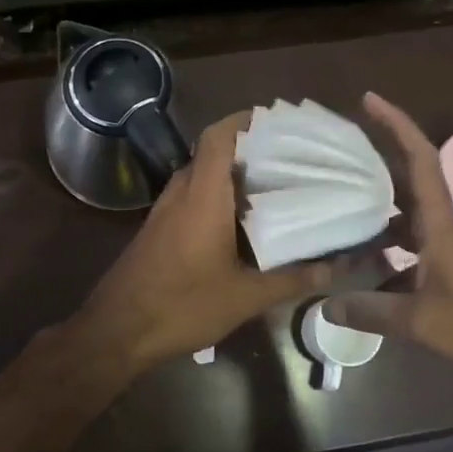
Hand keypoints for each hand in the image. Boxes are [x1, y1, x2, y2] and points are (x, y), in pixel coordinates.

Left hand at [73, 111, 332, 371]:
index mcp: (202, 195)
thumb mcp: (245, 297)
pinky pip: (192, 196)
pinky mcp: (159, 228)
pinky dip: (218, 196)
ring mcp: (165, 210)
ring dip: (233, 174)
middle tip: (290, 157)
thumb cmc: (182, 305)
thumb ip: (292, 279)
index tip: (278, 122)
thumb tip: (336, 268)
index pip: (218, 136)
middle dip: (249, 149)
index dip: (245, 120)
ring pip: (202, 175)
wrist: (117, 331)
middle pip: (213, 152)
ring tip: (275, 184)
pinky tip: (244, 221)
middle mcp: (181, 192)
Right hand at [326, 93, 452, 377]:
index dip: (397, 126)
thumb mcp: (422, 322)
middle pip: (408, 179)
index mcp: (440, 225)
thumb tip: (324, 306)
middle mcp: (443, 225)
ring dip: (377, 208)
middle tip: (338, 153)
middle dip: (376, 159)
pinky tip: (364, 265)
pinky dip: (387, 244)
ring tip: (338, 209)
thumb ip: (372, 312)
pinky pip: (412, 241)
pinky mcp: (452, 265)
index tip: (370, 100)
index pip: (420, 160)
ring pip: (407, 213)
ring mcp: (449, 245)